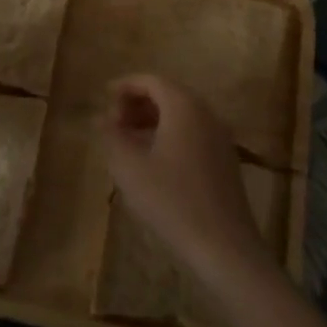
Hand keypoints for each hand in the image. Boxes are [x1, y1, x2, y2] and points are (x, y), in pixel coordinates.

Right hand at [100, 74, 274, 294]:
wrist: (224, 246)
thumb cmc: (172, 200)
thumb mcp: (130, 168)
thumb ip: (112, 137)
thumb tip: (101, 119)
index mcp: (184, 106)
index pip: (151, 80)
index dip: (125, 85)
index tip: (103, 97)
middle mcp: (205, 113)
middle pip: (167, 95)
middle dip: (137, 103)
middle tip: (113, 123)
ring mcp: (219, 136)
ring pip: (180, 115)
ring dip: (152, 121)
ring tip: (127, 142)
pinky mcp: (224, 160)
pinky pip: (192, 133)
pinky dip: (169, 135)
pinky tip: (153, 162)